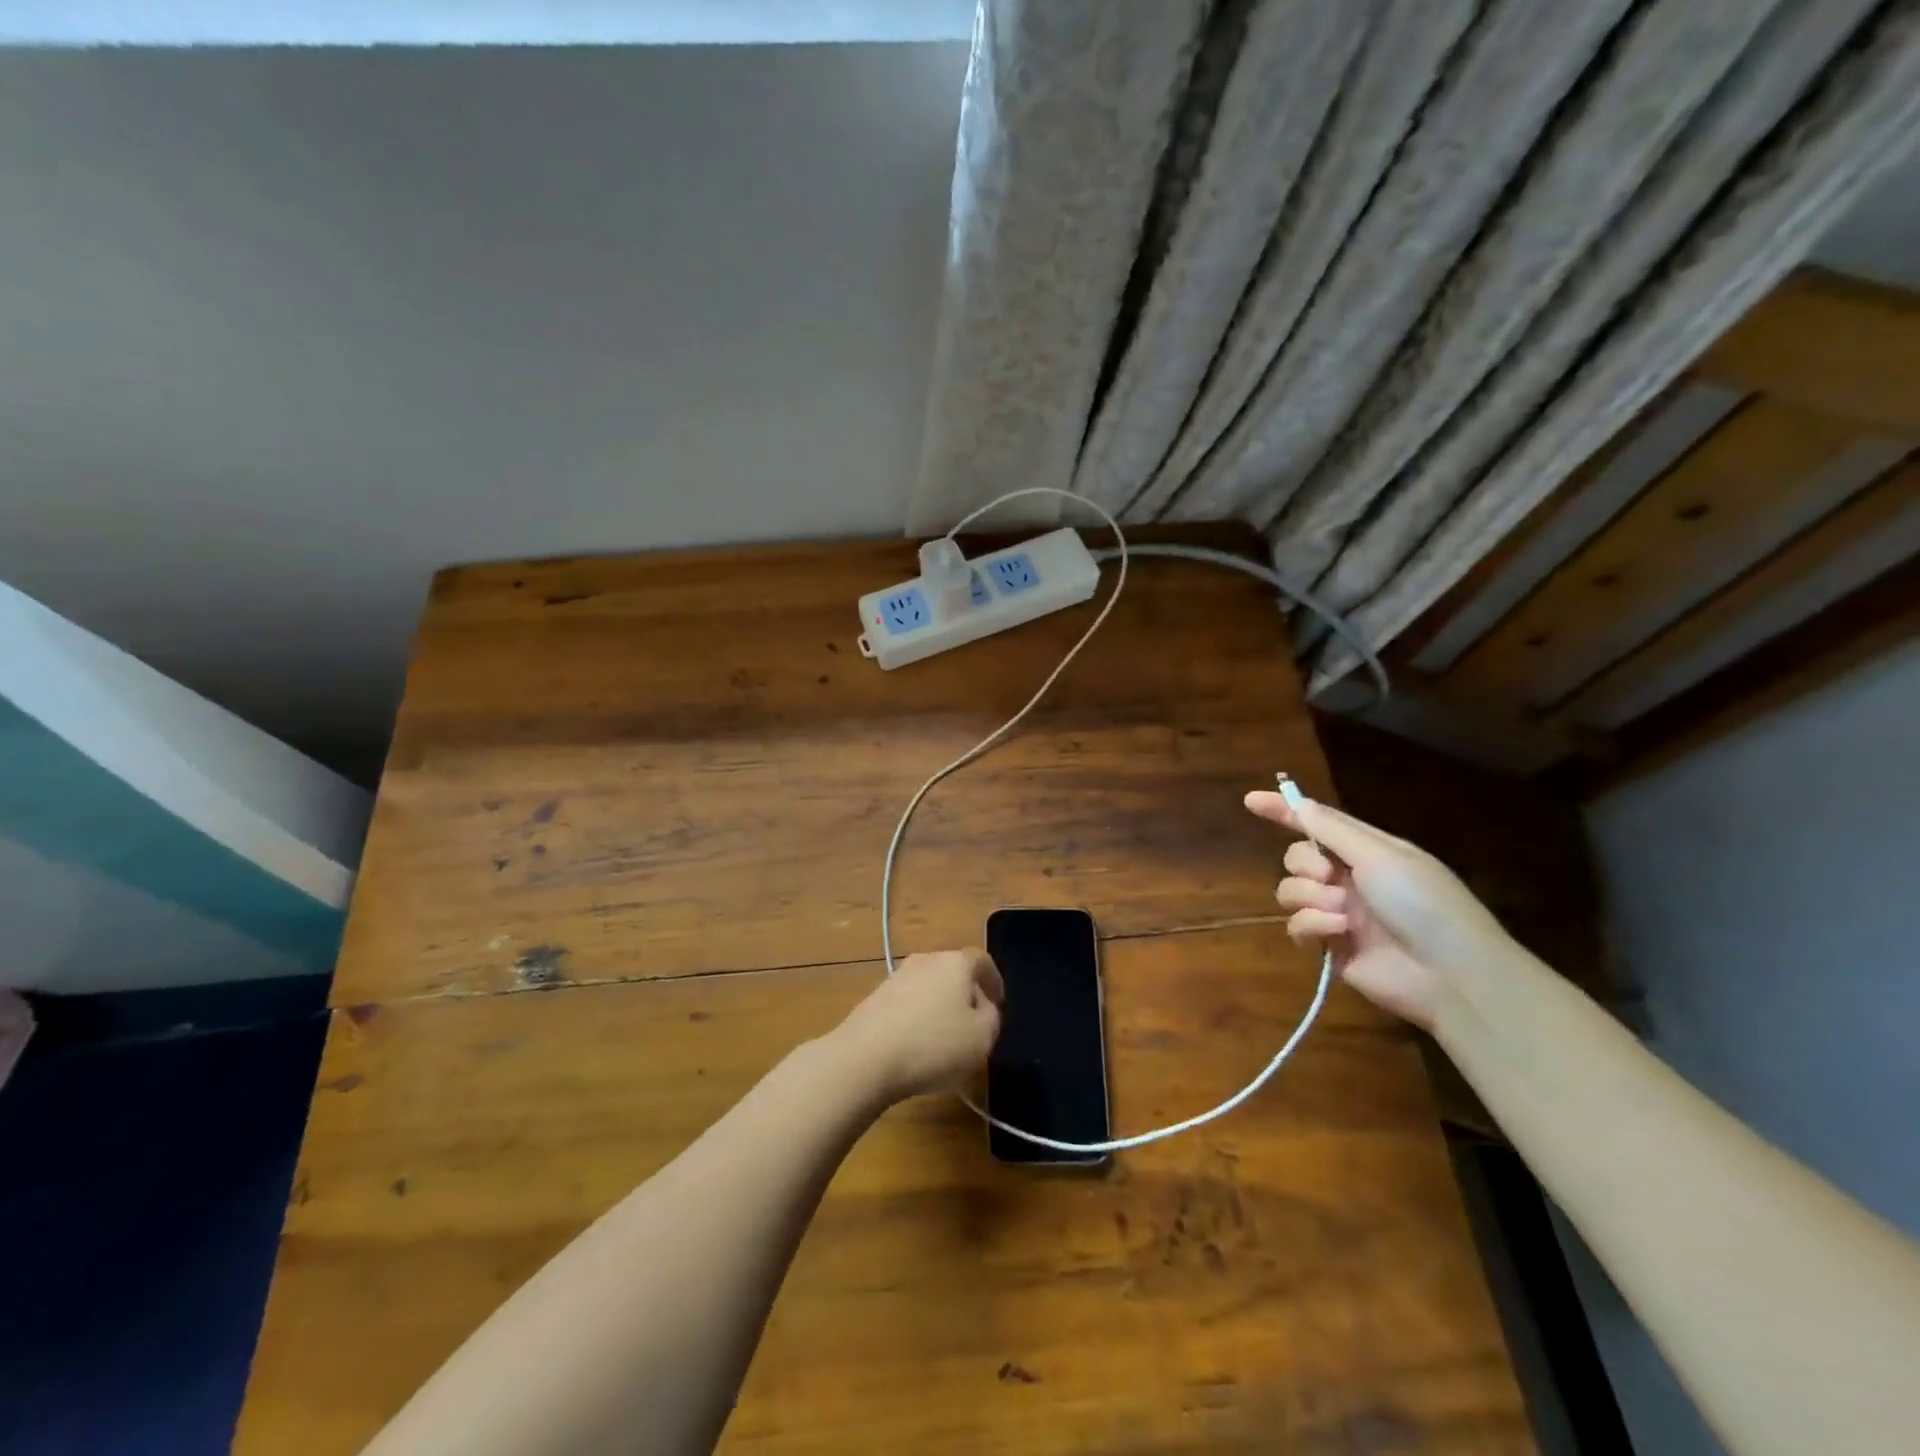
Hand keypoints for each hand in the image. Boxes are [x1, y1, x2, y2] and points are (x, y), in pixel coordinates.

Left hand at [829, 948, 1003, 1103]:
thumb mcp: (982, 1037)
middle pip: (953, 972)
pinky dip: (917, 1020)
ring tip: (945, 1041)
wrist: (866, 1057)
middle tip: (974, 1024)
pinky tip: (918, 1048)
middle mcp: (925, 961)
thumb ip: (991, 1017)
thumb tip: (982, 1006)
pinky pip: (907, 1005)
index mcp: (955, 962)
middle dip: (966, 995)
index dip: (994, 981)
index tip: (999, 1003)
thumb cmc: (934, 1044)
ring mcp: (896, 978)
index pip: (981, 960)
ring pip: (928, 989)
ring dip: (939, 1009)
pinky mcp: (875, 999)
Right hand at [1243, 790, 1518, 1028]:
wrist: (1452, 974)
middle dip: (1304, 864)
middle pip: (1297, 858)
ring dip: (1310, 897)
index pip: (1317, 823)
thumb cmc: (1424, 903)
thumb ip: (1331, 830)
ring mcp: (1339, 914)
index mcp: (1367, 851)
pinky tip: (1338, 932)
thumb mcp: (1380, 855)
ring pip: (1291, 892)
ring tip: (1341, 911)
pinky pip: (1298, 927)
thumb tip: (1296, 802)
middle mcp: (1350, 879)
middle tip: (1326, 875)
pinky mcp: (1330, 948)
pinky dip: (1313, 925)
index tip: (1250, 800)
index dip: (1283, 810)